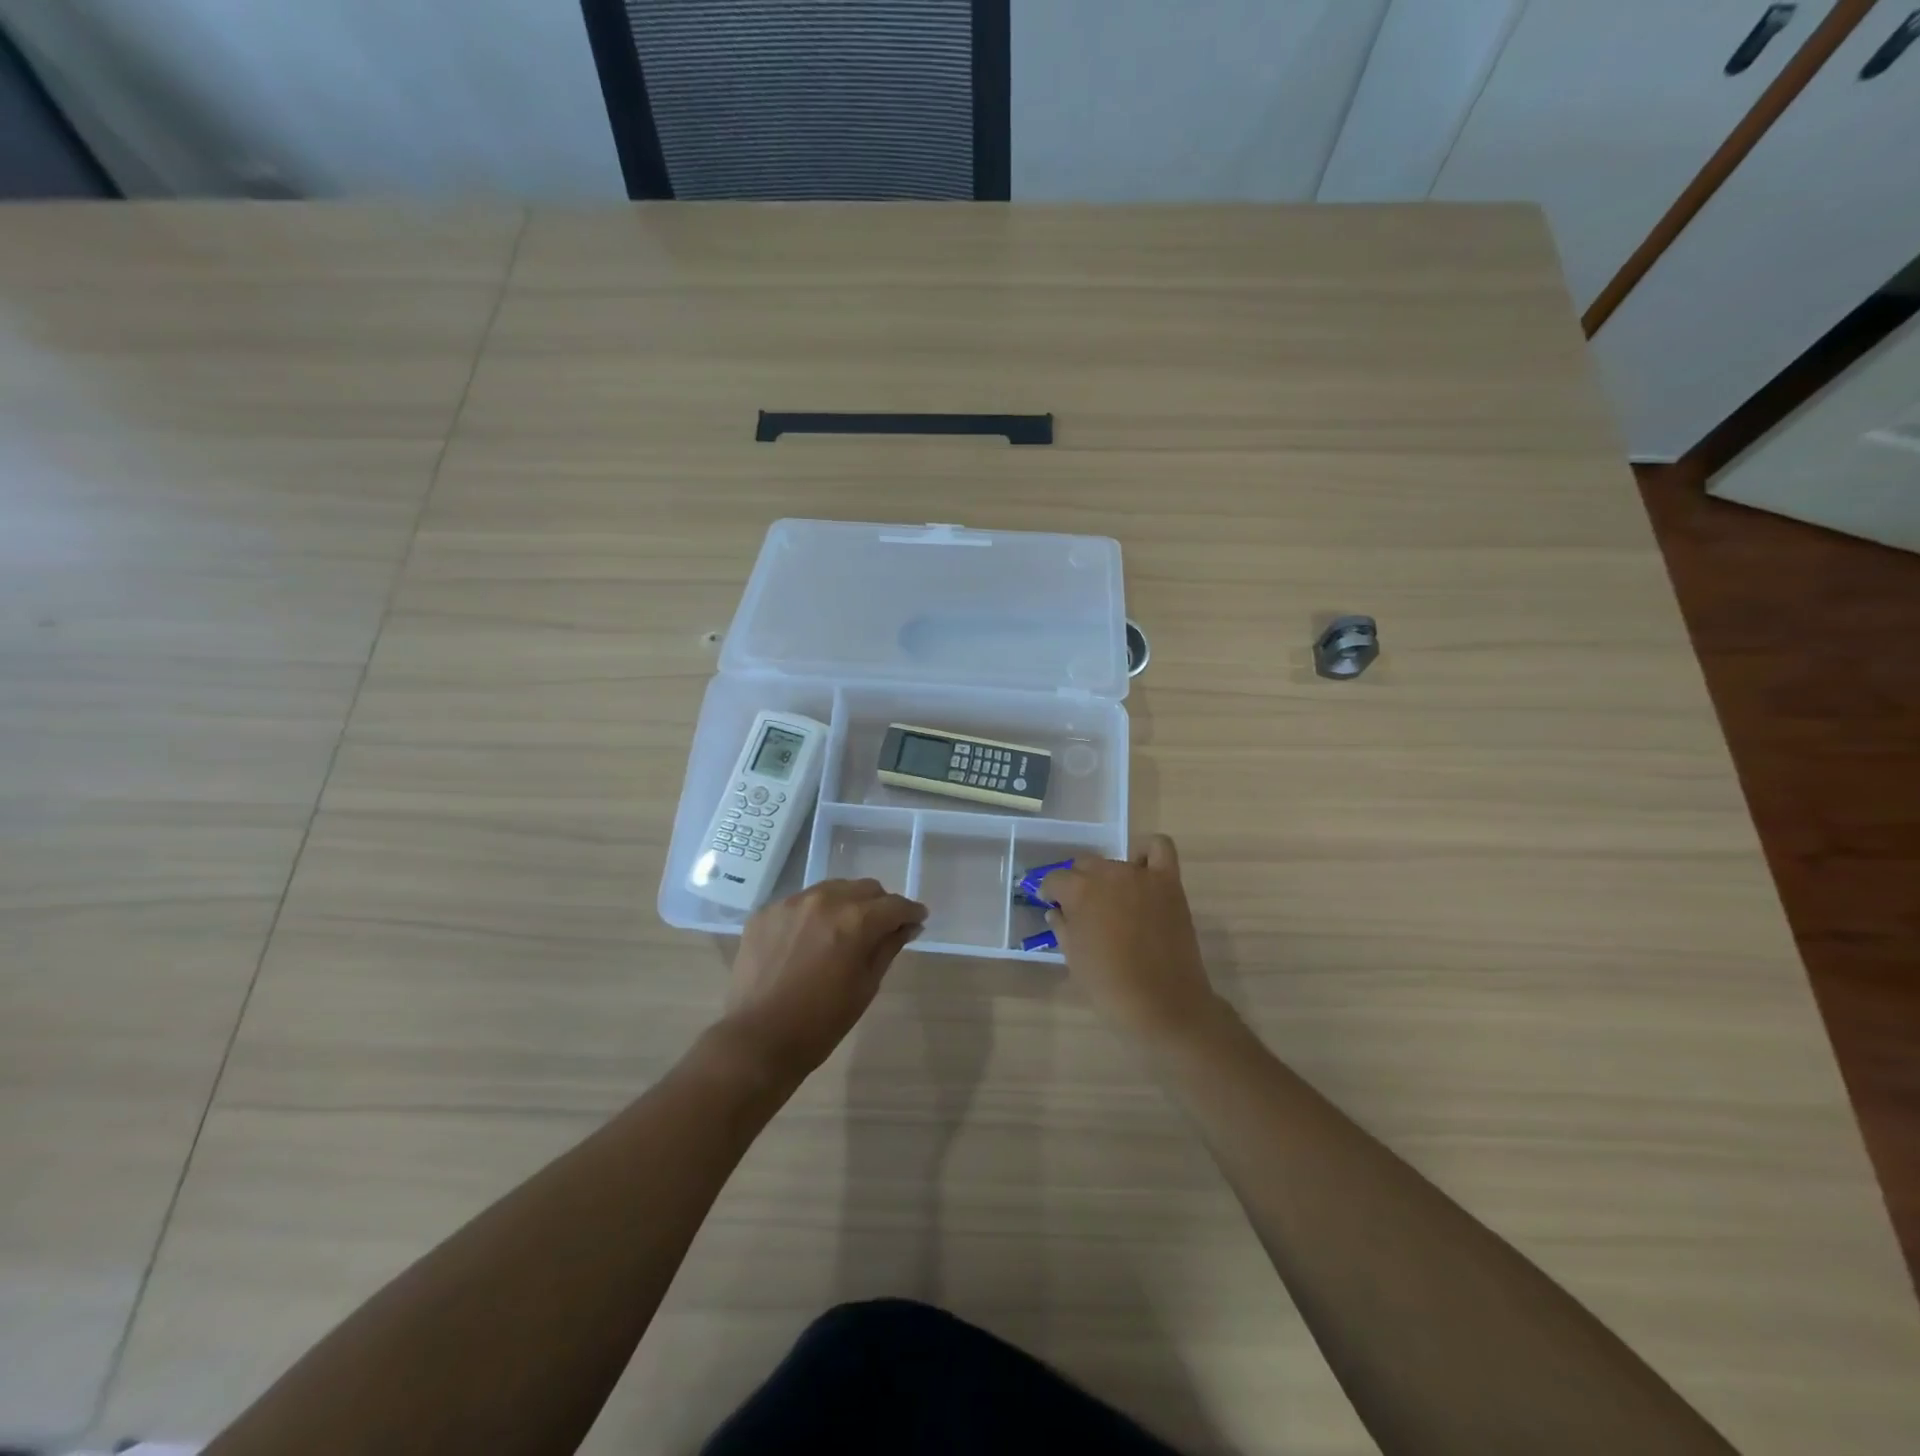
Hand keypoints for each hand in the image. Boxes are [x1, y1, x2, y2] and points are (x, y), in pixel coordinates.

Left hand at [717, 878, 926, 1080]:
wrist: (758, 1040)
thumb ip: (888, 947)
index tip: (916, 920)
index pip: (894, 905)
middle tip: (880, 928)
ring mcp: (790, 903)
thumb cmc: (822, 1022)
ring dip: (845, 904)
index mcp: (855, 920)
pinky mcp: (765, 912)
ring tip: (842, 931)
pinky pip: (800, 903)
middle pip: (865, 888)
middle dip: (879, 905)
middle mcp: (824, 900)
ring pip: (831, 889)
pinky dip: (813, 915)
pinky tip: (808, 941)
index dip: (911, 912)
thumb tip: (908, 926)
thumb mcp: (866, 986)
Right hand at [1041, 835, 1224, 1046]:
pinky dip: (1147, 852)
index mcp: (1079, 891)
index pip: (1055, 880)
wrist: (1162, 1004)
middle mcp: (1108, 874)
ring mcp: (1141, 876)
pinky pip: (1159, 849)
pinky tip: (1142, 870)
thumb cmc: (1109, 985)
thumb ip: (1062, 927)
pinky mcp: (1169, 883)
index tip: (1052, 906)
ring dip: (1108, 878)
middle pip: (1085, 866)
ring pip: (1115, 862)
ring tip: (1113, 903)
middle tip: (1083, 910)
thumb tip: (1056, 912)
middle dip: (1078, 883)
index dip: (1050, 893)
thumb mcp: (1073, 957)